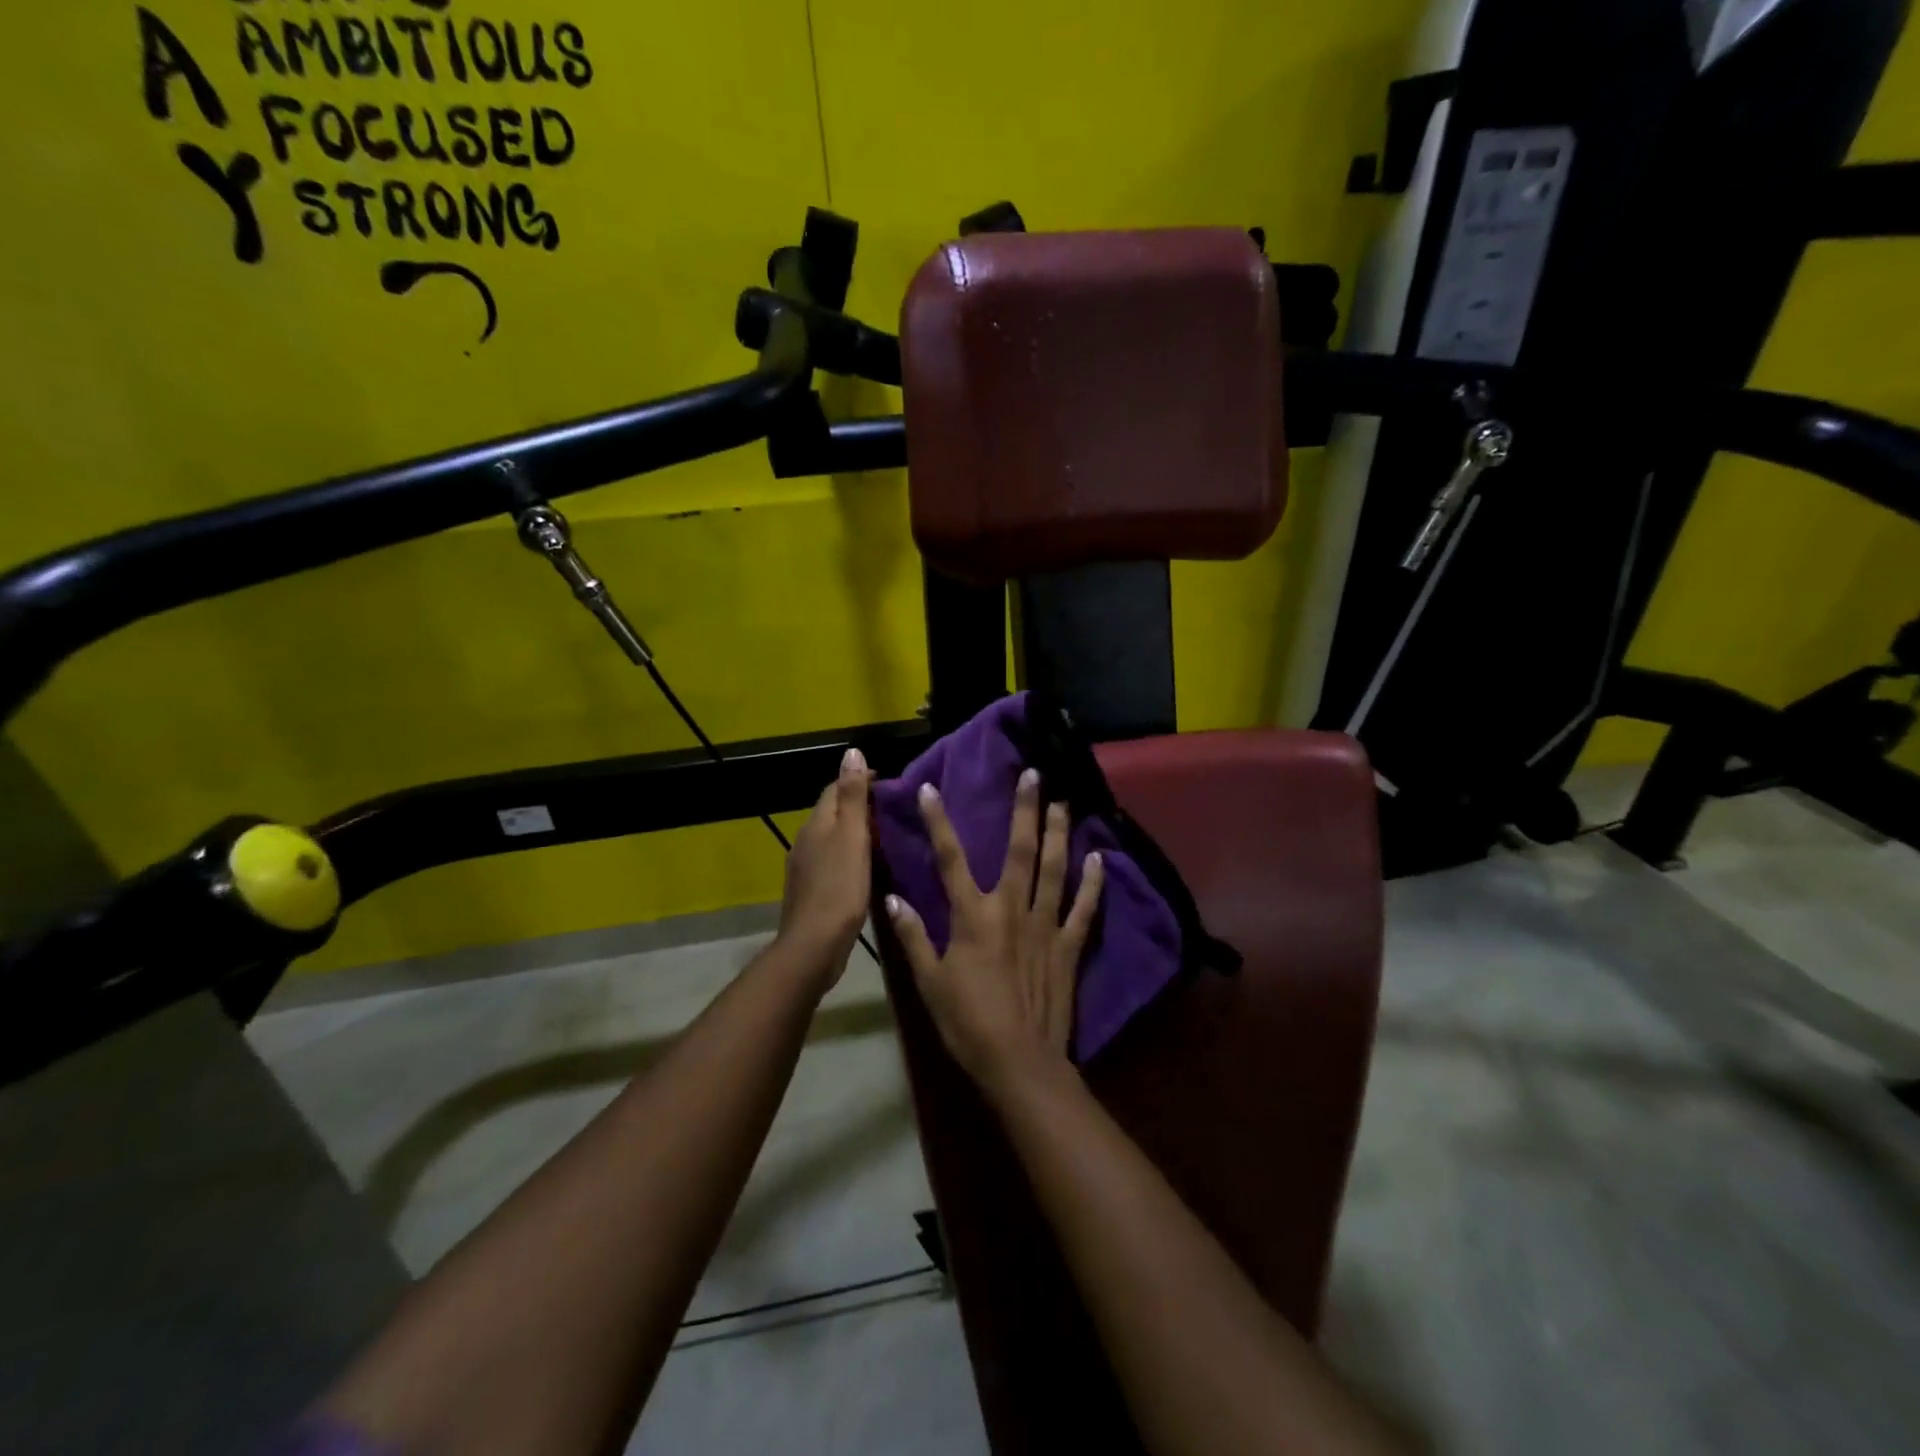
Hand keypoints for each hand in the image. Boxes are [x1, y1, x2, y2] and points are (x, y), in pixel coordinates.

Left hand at [778, 747, 873, 977]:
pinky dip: (849, 856)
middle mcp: (806, 840)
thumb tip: (851, 752)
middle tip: (892, 811)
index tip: (888, 785)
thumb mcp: (852, 837)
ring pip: (832, 838)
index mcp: (817, 823)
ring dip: (854, 832)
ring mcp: (805, 866)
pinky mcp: (812, 890)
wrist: (814, 945)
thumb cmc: (840, 888)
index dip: (859, 780)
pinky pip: (832, 861)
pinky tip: (866, 868)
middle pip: (832, 812)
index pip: (835, 789)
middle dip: (858, 805)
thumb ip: (853, 796)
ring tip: (884, 837)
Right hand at [886, 768, 1104, 1100]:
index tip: (932, 789)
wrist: (1018, 1062)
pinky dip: (1094, 883)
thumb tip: (892, 896)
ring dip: (1059, 833)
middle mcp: (1011, 909)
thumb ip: (912, 936)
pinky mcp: (1068, 946)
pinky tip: (1100, 858)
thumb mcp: (928, 982)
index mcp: (973, 916)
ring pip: (1054, 869)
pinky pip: (1084, 908)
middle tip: (1034, 775)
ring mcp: (1045, 925)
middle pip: (1018, 850)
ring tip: (1063, 802)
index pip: (951, 859)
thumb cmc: (967, 1022)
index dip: (939, 822)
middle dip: (1024, 810)